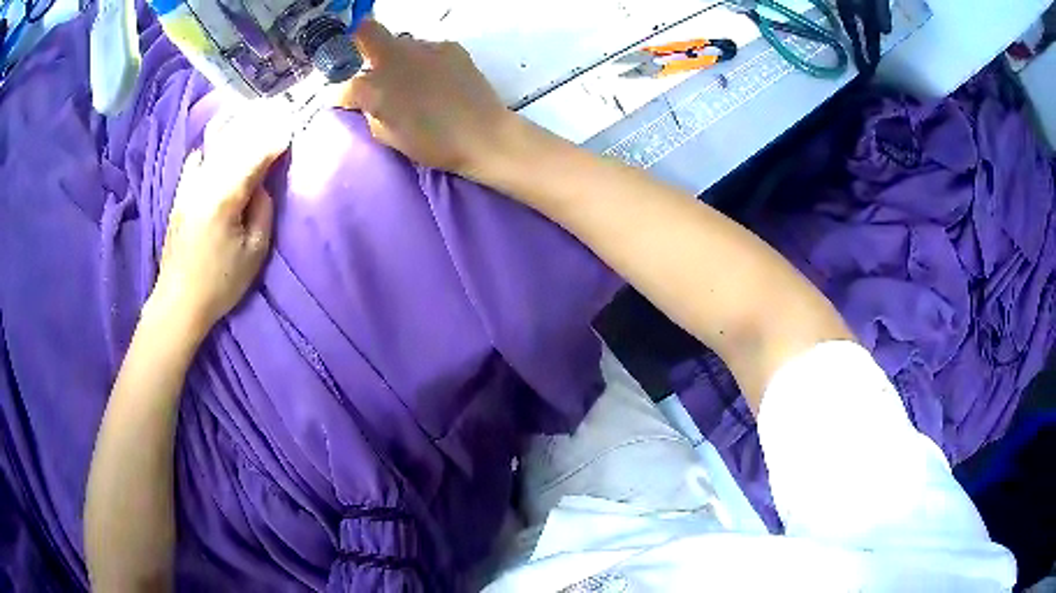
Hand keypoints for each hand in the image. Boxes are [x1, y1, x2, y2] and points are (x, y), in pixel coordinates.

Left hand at [150, 104, 291, 339]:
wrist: (179, 301)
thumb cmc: (220, 282)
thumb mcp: (255, 253)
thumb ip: (263, 211)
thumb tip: (262, 186)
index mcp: (226, 197)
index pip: (256, 157)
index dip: (275, 141)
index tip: (292, 127)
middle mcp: (205, 182)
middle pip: (236, 145)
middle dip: (258, 128)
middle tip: (277, 113)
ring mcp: (189, 186)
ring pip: (216, 148)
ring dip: (236, 131)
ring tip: (253, 118)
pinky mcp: (180, 195)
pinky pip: (196, 161)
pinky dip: (209, 148)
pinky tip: (217, 142)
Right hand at [332, 19, 519, 178]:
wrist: (484, 134)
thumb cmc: (434, 144)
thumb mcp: (389, 136)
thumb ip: (371, 113)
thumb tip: (367, 102)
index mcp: (375, 87)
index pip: (344, 84)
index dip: (343, 93)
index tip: (350, 101)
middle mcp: (395, 57)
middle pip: (367, 32)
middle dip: (361, 45)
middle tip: (372, 66)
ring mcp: (424, 46)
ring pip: (400, 42)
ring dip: (397, 57)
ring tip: (413, 79)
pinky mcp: (450, 46)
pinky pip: (428, 48)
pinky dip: (425, 60)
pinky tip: (438, 78)